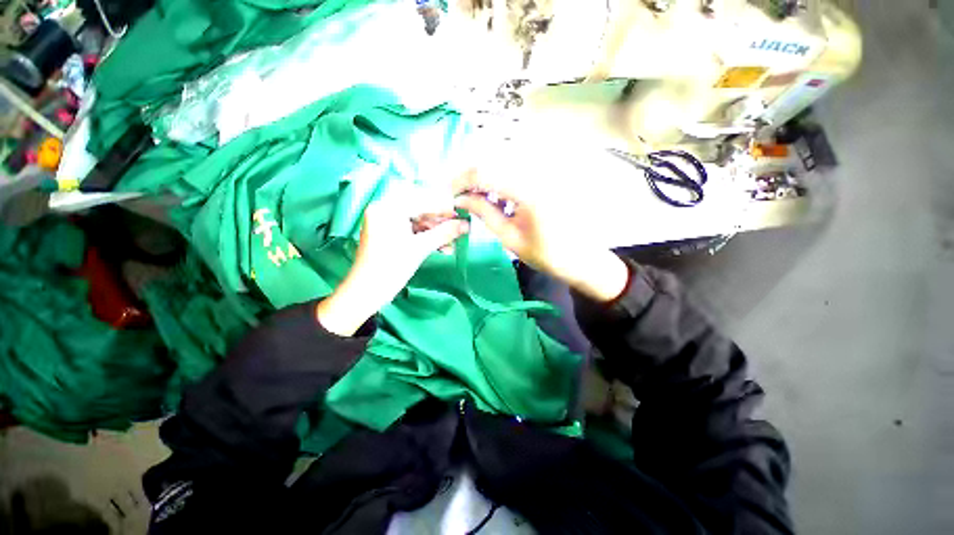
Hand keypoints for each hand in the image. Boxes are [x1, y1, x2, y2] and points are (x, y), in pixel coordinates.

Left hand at [317, 185, 469, 335]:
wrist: (367, 292)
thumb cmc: (390, 268)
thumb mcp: (420, 248)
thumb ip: (444, 233)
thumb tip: (466, 224)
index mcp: (387, 207)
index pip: (422, 200)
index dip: (444, 207)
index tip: (462, 213)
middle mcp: (385, 209)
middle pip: (421, 209)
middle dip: (441, 221)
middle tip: (459, 228)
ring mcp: (387, 221)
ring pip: (419, 221)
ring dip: (437, 232)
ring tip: (452, 243)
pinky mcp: (390, 233)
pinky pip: (413, 230)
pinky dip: (428, 238)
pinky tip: (443, 248)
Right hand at [453, 169, 627, 302]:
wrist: (581, 258)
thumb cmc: (546, 254)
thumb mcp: (509, 237)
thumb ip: (484, 213)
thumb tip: (459, 199)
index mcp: (528, 190)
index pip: (485, 172)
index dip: (462, 180)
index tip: (449, 194)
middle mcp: (537, 171)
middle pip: (493, 161)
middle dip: (471, 178)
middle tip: (461, 197)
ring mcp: (544, 171)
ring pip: (503, 162)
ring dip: (485, 178)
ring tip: (477, 200)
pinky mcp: (547, 175)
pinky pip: (517, 169)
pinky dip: (501, 180)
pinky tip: (498, 198)